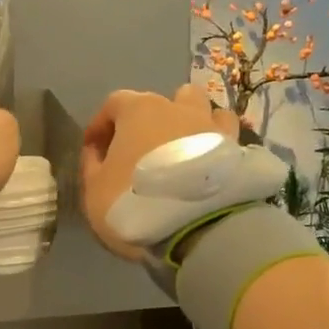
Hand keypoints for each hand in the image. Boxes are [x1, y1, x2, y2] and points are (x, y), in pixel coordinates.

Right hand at [81, 85, 239, 258]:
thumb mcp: (93, 191)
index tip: (94, 148)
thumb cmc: (134, 203)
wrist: (195, 228)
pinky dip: (214, 145)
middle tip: (140, 150)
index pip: (115, 103)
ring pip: (202, 110)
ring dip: (189, 124)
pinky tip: (208, 165)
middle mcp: (178, 108)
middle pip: (162, 101)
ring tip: (181, 151)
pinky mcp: (236, 150)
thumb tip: (96, 152)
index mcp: (139, 111)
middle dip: (149, 121)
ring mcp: (212, 126)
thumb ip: (91, 166)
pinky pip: (226, 137)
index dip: (101, 124)